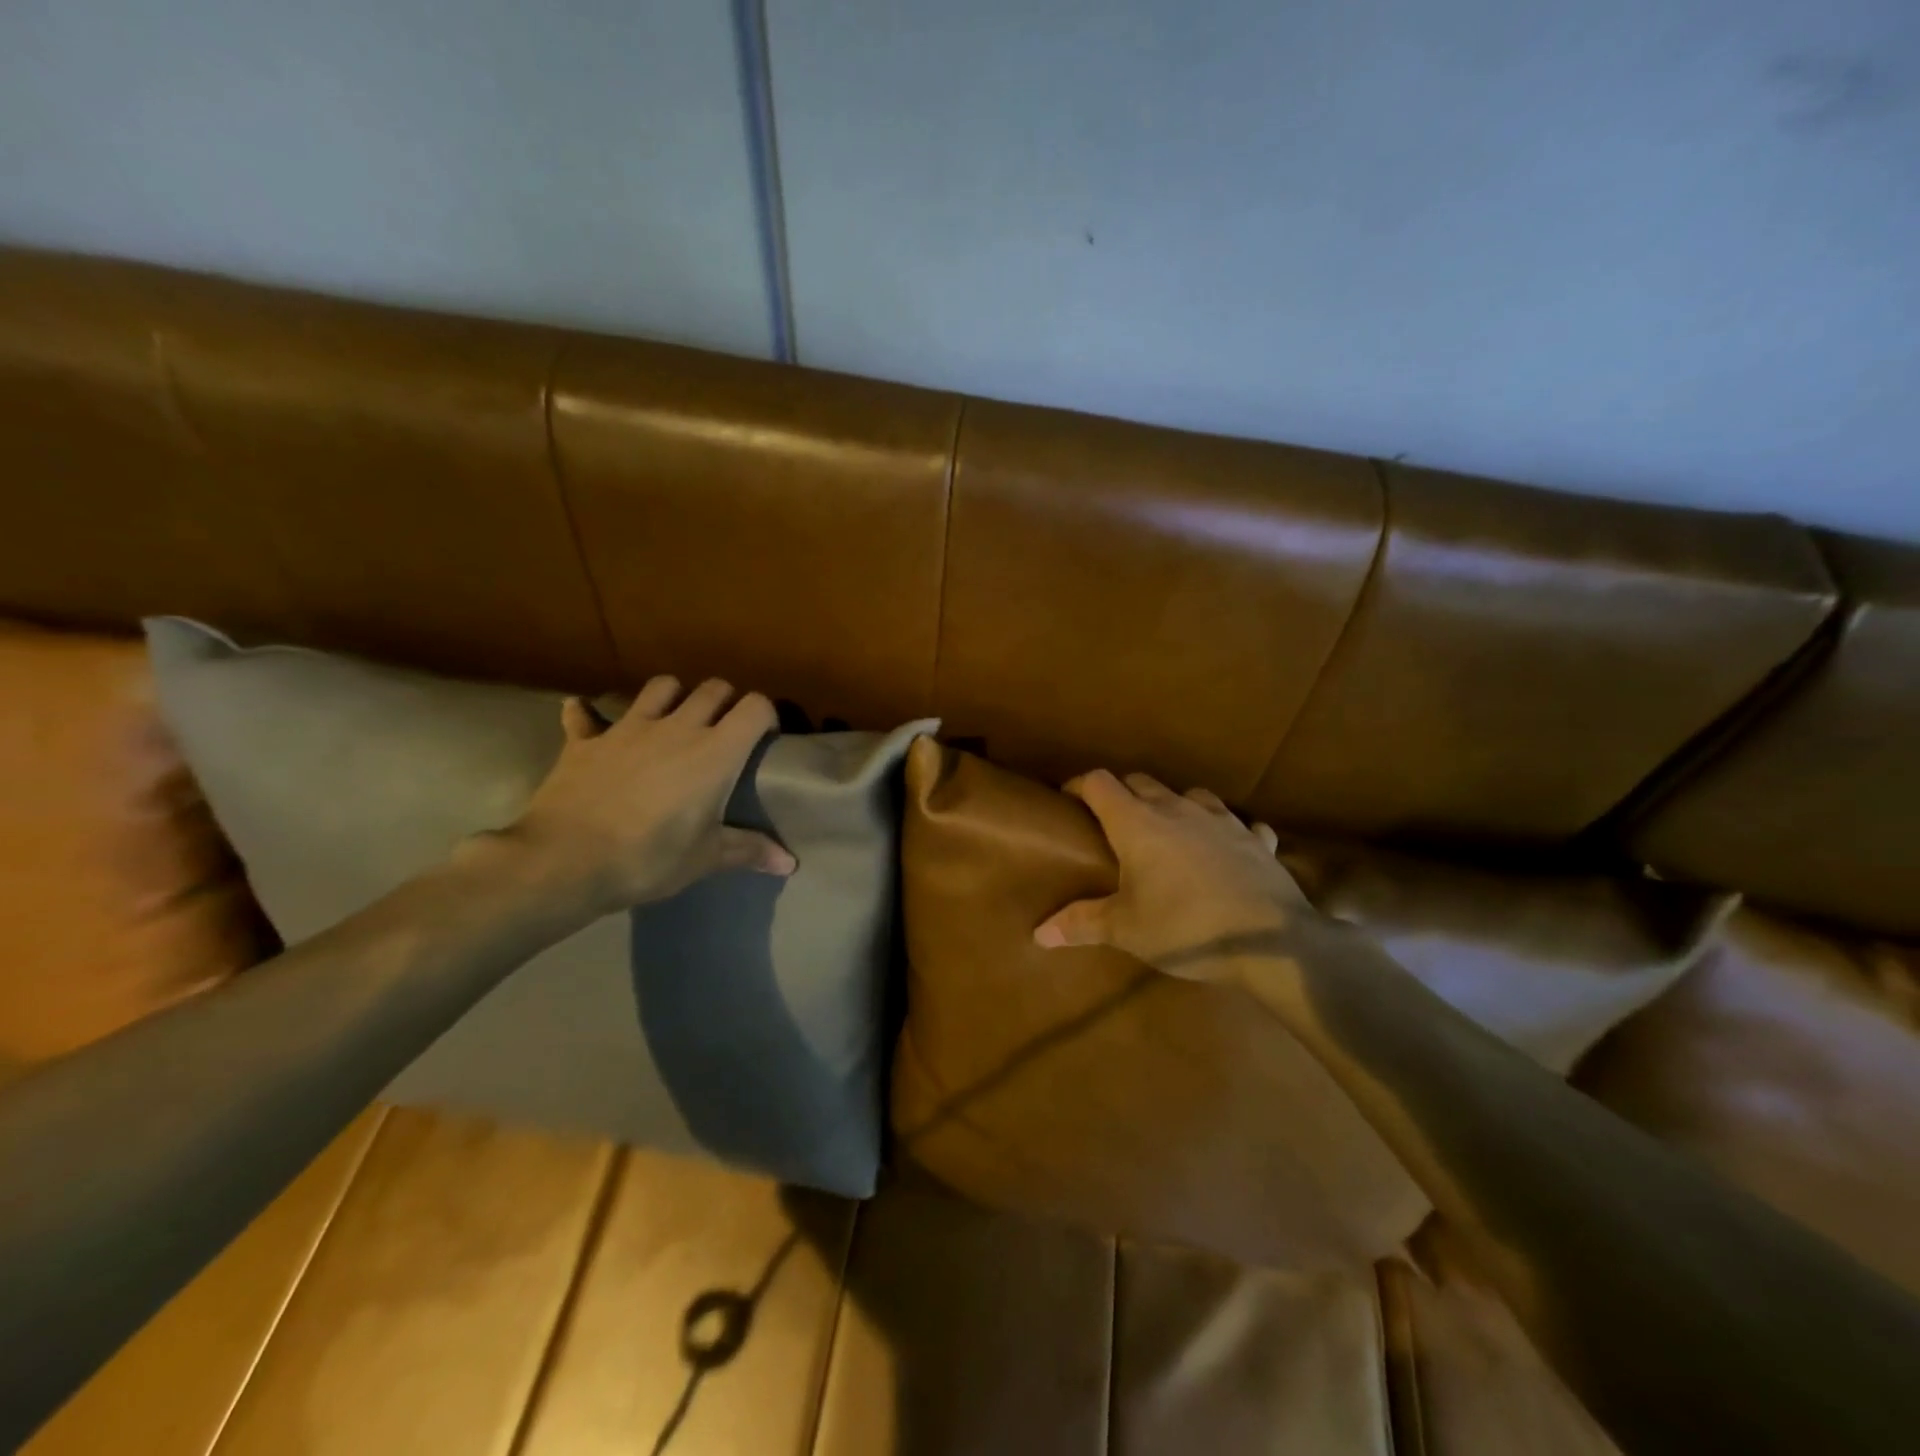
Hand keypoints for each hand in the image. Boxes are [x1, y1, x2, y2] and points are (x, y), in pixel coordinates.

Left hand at [496, 676, 795, 923]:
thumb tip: (790, 863)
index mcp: (715, 752)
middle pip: (713, 688)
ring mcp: (628, 728)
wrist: (565, 861)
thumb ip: (749, 851)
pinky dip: (588, 715)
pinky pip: (585, 715)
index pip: (756, 707)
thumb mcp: (706, 858)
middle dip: (725, 701)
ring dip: (672, 696)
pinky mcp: (586, 741)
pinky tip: (586, 720)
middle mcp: (677, 727)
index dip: (766, 715)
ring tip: (671, 719)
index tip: (765, 738)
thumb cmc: (650, 857)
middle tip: (723, 730)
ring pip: (660, 686)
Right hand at [1033, 770, 1314, 980]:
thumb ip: (1081, 924)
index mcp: (1138, 823)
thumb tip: (1038, 934)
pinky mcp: (1255, 838)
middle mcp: (1177, 808)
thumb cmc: (1186, 927)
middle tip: (1112, 824)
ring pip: (1188, 794)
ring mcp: (1221, 819)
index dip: (1079, 786)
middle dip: (1121, 795)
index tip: (1067, 801)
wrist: (1272, 942)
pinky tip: (1225, 850)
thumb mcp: (1127, 930)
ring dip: (1172, 805)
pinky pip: (1237, 823)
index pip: (1099, 783)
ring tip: (1167, 831)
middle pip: (1140, 781)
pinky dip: (1224, 831)